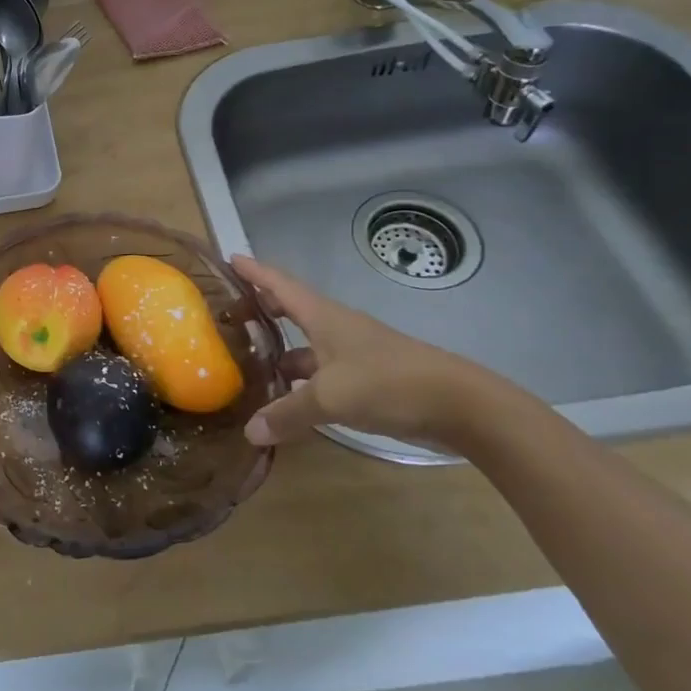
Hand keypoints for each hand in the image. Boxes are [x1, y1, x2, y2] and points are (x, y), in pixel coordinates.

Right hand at [231, 256, 513, 453]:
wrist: (460, 404)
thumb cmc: (388, 383)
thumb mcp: (330, 398)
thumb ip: (287, 413)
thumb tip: (249, 432)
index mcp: (323, 317)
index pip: (280, 285)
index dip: (255, 272)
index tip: (230, 258)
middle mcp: (336, 329)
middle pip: (292, 311)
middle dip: (262, 309)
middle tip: (231, 314)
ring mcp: (353, 354)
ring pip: (306, 347)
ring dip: (279, 352)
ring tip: (248, 365)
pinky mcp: (367, 380)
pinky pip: (321, 373)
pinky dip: (300, 382)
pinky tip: (287, 400)